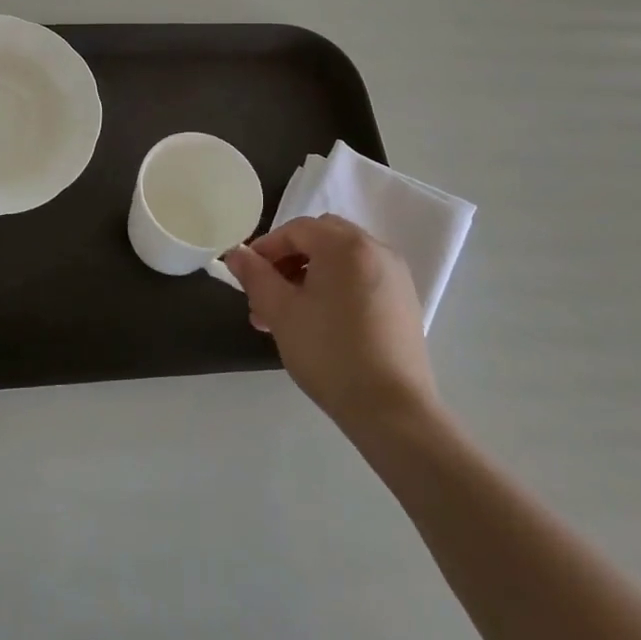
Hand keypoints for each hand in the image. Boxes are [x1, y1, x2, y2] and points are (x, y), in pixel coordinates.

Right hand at [222, 216, 436, 436]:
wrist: (392, 410)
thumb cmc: (330, 352)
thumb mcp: (281, 312)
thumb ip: (255, 276)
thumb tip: (236, 254)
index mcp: (345, 245)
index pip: (296, 229)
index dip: (266, 248)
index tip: (246, 275)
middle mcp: (376, 250)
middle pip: (321, 238)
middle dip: (288, 260)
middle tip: (266, 293)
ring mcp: (395, 276)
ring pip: (340, 261)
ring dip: (309, 276)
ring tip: (285, 316)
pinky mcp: (404, 302)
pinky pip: (360, 279)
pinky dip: (335, 288)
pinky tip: (319, 323)